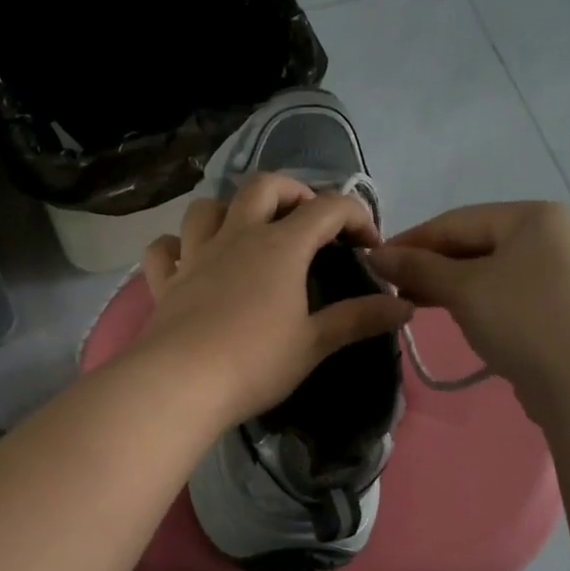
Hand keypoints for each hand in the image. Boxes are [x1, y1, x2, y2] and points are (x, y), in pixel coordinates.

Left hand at [135, 173, 414, 429]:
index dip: (355, 216)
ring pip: (208, 208)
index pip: (327, 208)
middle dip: (292, 191)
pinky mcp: (166, 282)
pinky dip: (176, 247)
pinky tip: (186, 259)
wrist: (182, 383)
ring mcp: (196, 255)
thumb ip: (358, 319)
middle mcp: (237, 237)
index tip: (370, 245)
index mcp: (281, 246)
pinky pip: (164, 249)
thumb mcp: (314, 343)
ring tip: (246, 231)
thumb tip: (405, 306)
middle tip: (308, 218)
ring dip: (230, 209)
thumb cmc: (256, 362)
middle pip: (264, 186)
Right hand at [368, 202, 569, 386]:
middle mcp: (546, 236)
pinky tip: (448, 314)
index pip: (455, 221)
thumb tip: (374, 254)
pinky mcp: (552, 307)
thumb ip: (417, 268)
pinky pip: (500, 294)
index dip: (410, 241)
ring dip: (446, 285)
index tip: (372, 263)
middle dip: (428, 265)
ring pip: (484, 271)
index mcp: (530, 217)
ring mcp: (553, 273)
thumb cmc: (522, 319)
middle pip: (471, 243)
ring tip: (410, 303)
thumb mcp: (463, 288)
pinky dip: (470, 301)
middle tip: (389, 288)